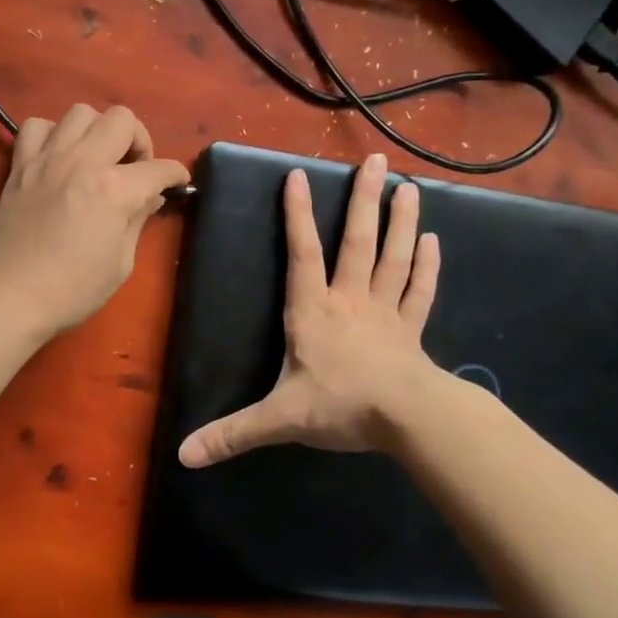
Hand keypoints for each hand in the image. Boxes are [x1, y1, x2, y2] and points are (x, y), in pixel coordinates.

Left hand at [0, 104, 190, 339]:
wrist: (8, 295)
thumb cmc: (71, 290)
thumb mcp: (120, 263)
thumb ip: (137, 220)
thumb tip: (150, 196)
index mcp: (114, 190)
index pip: (158, 168)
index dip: (175, 174)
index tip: (178, 182)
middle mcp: (83, 162)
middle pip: (122, 119)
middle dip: (138, 140)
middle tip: (135, 169)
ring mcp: (47, 159)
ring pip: (81, 112)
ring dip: (97, 131)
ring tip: (97, 158)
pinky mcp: (20, 165)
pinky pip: (36, 126)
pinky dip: (52, 134)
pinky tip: (59, 157)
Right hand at [179, 153, 440, 466]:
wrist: (407, 419)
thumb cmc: (340, 406)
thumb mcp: (279, 418)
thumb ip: (232, 434)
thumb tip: (183, 455)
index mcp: (314, 311)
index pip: (302, 254)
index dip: (298, 215)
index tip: (299, 175)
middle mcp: (350, 300)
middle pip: (358, 243)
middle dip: (365, 201)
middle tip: (377, 162)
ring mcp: (386, 313)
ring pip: (394, 258)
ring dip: (402, 223)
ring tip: (409, 187)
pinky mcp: (411, 331)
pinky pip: (419, 293)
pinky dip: (427, 268)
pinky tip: (434, 242)